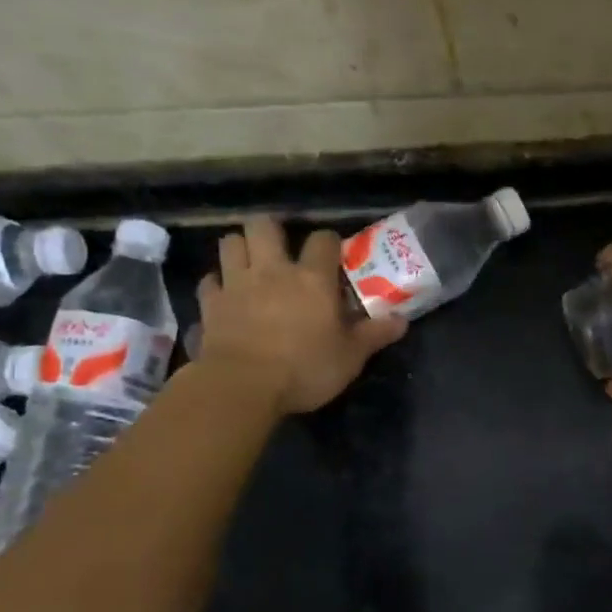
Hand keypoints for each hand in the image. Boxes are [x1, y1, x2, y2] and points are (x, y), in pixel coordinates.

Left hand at [193, 216, 405, 414]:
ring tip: (250, 264)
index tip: (333, 256)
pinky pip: (209, 281)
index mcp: (312, 278)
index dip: (329, 243)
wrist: (242, 386)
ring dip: (240, 248)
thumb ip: (374, 335)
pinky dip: (216, 284)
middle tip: (280, 248)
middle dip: (271, 230)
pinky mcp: (210, 305)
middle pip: (264, 225)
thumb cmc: (304, 368)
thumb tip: (402, 320)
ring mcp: (236, 284)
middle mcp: (272, 270)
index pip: (323, 239)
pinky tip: (225, 295)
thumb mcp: (350, 357)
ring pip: (230, 243)